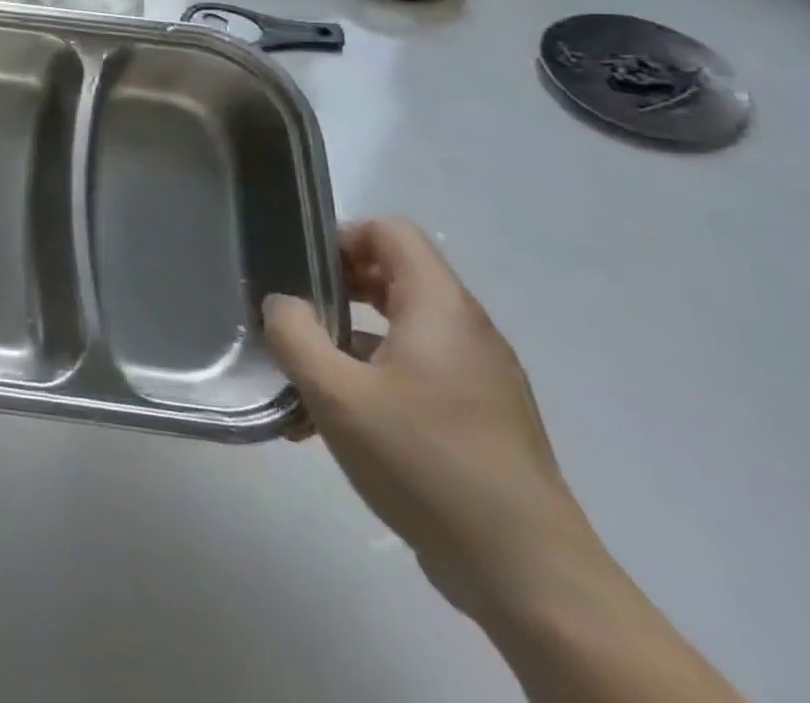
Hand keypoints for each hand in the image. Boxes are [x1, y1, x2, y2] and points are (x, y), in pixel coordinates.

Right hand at [263, 219, 599, 622]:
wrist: (527, 576)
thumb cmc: (425, 462)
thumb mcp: (335, 392)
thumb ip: (294, 333)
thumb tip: (282, 304)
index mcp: (440, 308)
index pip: (390, 232)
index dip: (340, 238)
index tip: (300, 272)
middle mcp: (466, 331)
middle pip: (393, 277)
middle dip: (334, 290)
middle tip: (293, 318)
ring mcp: (477, 377)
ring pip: (398, 331)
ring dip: (345, 342)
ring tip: (300, 378)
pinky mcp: (478, 419)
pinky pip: (413, 374)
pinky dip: (370, 381)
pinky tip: (327, 425)